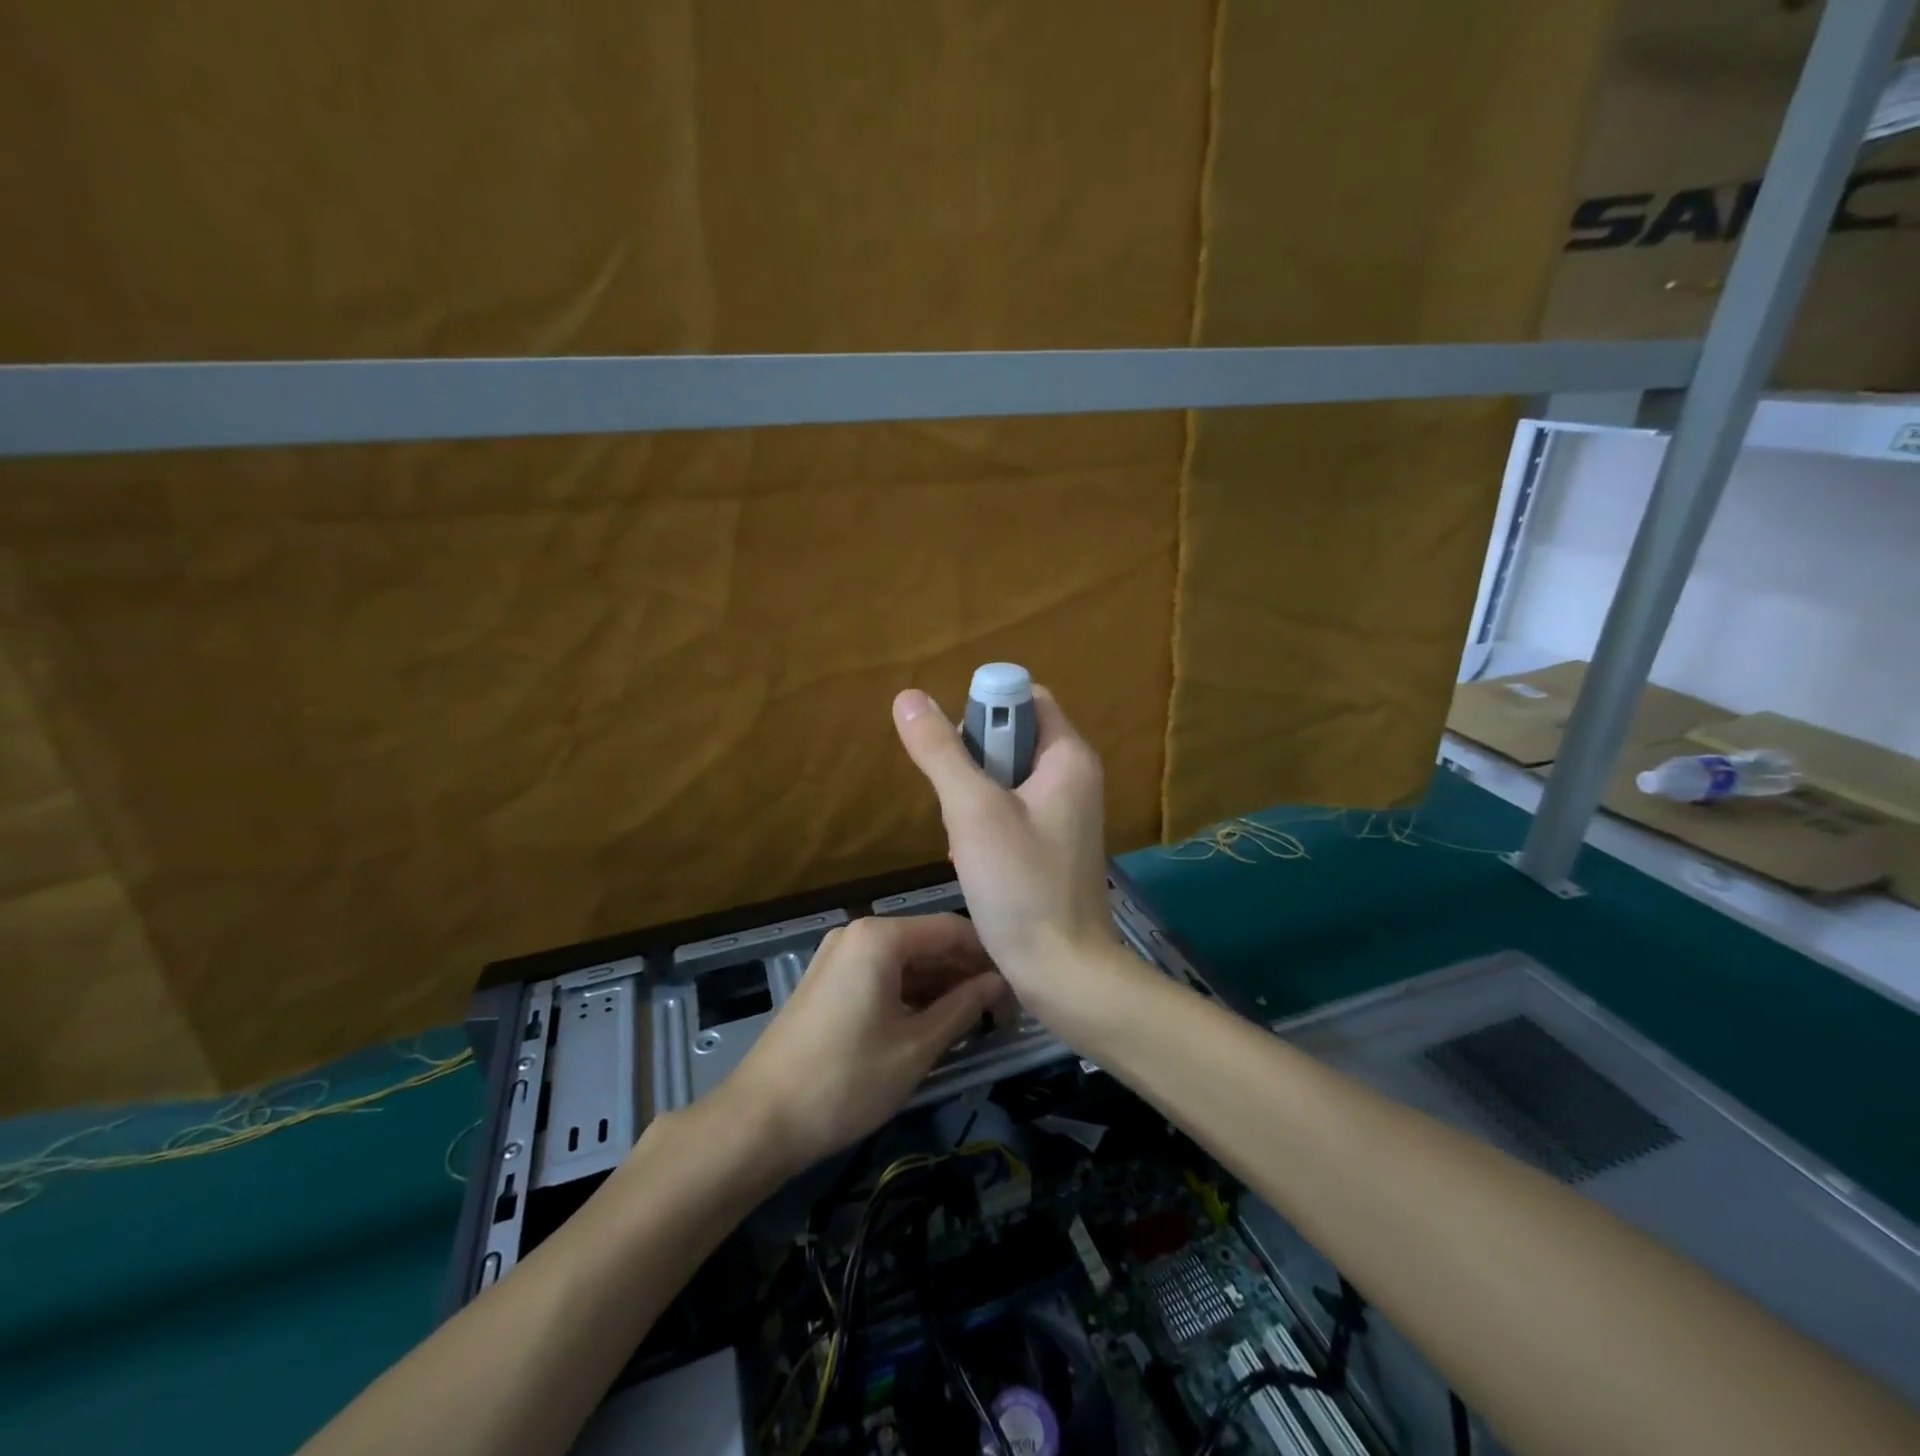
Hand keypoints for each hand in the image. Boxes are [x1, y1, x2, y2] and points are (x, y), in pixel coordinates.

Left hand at [717, 913, 1004, 1175]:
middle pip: (929, 943)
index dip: (989, 956)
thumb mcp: (917, 1046)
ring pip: (907, 962)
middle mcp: (859, 933)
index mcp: (880, 937)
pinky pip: (883, 976)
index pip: (952, 929)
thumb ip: (965, 1007)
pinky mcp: (829, 981)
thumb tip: (1000, 982)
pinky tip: (936, 1025)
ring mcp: (839, 956)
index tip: (1020, 988)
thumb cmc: (846, 1081)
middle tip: (1003, 1014)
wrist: (758, 1121)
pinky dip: (912, 996)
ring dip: (942, 988)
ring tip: (977, 1024)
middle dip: (967, 974)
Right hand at [891, 684, 1124, 1026]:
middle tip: (957, 803)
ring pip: (1007, 778)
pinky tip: (974, 861)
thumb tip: (908, 696)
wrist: (1064, 972)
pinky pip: (1013, 812)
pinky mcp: (1055, 845)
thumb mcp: (972, 811)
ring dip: (974, 799)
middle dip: (973, 762)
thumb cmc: (1022, 886)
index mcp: (1068, 756)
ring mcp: (1068, 814)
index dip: (984, 710)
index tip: (955, 750)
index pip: (1026, 698)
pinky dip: (987, 825)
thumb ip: (941, 752)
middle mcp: (1075, 777)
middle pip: (1012, 737)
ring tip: (964, 840)